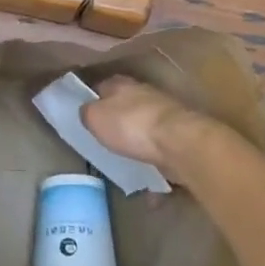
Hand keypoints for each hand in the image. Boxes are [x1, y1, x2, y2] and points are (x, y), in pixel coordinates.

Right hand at [82, 76, 214, 179]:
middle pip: (124, 106)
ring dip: (137, 141)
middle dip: (116, 121)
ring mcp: (165, 115)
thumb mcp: (95, 118)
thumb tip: (87, 112)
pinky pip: (160, 150)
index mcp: (121, 84)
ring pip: (144, 127)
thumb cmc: (131, 125)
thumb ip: (87, 113)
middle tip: (104, 141)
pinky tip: (148, 181)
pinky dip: (154, 162)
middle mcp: (144, 93)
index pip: (101, 87)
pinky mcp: (179, 137)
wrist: (179, 144)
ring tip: (125, 162)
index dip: (92, 100)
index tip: (85, 116)